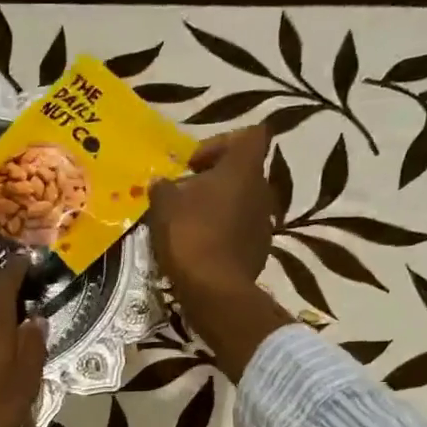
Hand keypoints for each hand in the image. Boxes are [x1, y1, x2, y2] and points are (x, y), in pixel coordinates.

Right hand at [148, 126, 294, 380]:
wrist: (214, 291)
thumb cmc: (190, 236)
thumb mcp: (164, 206)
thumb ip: (163, 188)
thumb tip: (161, 183)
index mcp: (243, 168)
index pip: (247, 136)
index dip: (219, 144)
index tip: (193, 164)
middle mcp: (262, 189)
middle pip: (240, 172)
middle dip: (213, 181)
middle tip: (185, 197)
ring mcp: (264, 222)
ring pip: (240, 203)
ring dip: (218, 209)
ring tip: (190, 226)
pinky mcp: (260, 250)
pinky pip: (240, 232)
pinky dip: (223, 235)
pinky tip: (201, 250)